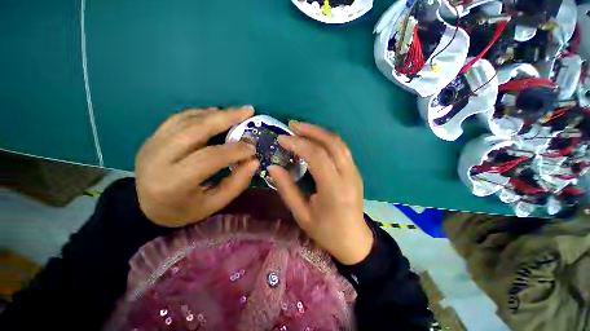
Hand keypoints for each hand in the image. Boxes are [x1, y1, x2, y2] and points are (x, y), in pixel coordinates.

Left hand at [135, 106, 258, 226]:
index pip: (209, 158)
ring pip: (186, 120)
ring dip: (215, 114)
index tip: (253, 147)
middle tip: (248, 111)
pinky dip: (200, 113)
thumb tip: (254, 161)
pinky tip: (216, 113)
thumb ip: (237, 183)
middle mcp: (157, 159)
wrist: (146, 207)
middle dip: (226, 118)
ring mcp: (152, 144)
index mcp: (173, 183)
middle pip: (195, 130)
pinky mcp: (152, 137)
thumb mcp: (214, 204)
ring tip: (237, 112)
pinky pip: (178, 118)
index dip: (234, 150)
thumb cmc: (184, 210)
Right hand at [268, 121, 372, 264]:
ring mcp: (354, 172)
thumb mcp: (301, 214)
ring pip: (339, 143)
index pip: (317, 156)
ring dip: (319, 132)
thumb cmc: (326, 231)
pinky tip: (315, 138)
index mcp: (334, 189)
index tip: (281, 139)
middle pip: (332, 143)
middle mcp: (348, 176)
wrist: (353, 240)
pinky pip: (341, 149)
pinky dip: (327, 139)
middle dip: (310, 130)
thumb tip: (273, 167)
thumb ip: (287, 189)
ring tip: (301, 128)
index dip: (298, 144)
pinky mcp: (355, 171)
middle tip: (292, 125)